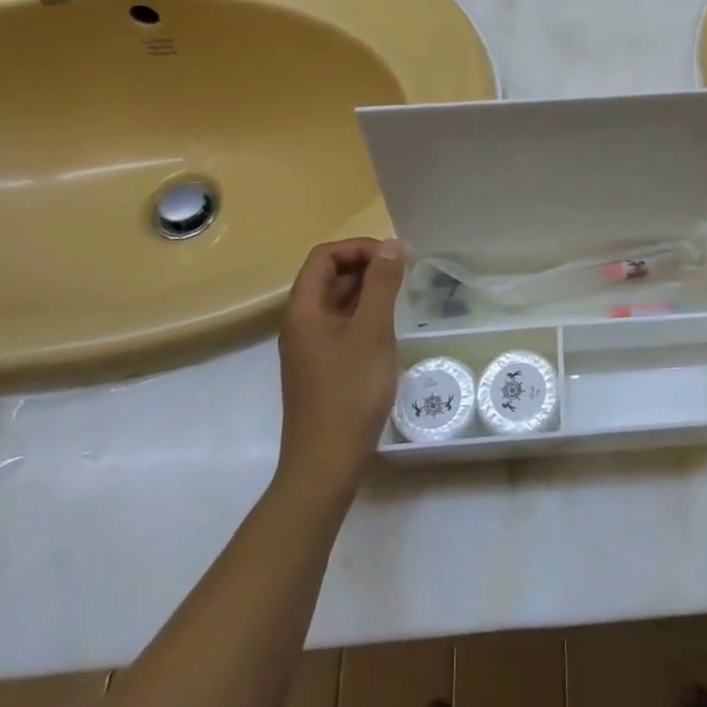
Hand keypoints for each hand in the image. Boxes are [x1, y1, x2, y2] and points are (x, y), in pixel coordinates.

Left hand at [276, 237, 406, 491]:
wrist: (326, 462)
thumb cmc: (350, 392)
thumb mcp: (372, 332)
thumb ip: (382, 285)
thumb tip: (393, 245)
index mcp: (303, 310)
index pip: (324, 257)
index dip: (359, 248)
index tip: (395, 257)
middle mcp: (301, 324)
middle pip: (329, 277)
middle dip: (366, 266)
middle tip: (406, 273)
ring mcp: (310, 348)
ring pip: (337, 303)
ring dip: (368, 291)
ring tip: (403, 296)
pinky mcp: (323, 368)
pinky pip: (342, 326)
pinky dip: (365, 316)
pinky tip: (389, 329)